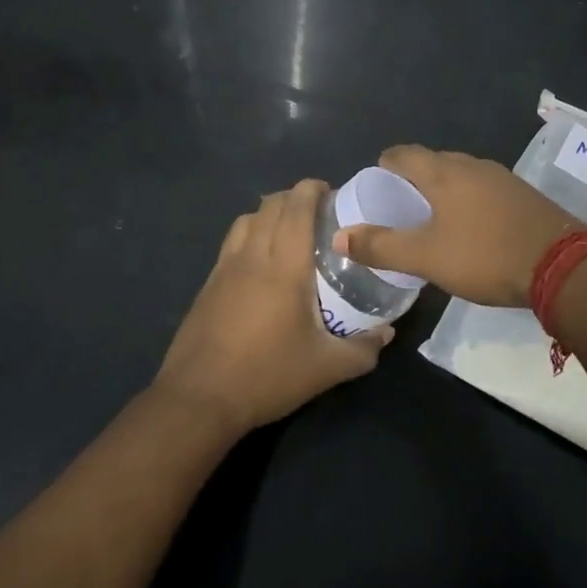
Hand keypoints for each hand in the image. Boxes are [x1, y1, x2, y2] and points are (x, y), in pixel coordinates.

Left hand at [154, 180, 389, 433]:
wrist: (199, 398)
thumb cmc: (267, 375)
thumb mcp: (326, 369)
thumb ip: (363, 349)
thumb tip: (387, 333)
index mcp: (284, 266)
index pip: (297, 208)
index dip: (312, 189)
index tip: (331, 192)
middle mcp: (253, 255)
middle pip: (271, 205)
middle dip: (294, 197)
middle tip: (318, 212)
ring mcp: (225, 267)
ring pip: (247, 219)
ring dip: (269, 212)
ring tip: (289, 230)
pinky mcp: (208, 283)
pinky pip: (231, 241)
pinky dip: (250, 234)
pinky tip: (260, 262)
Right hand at [332, 146, 578, 307]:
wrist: (562, 267)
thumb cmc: (485, 256)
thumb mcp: (426, 257)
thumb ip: (381, 246)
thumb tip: (339, 236)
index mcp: (443, 172)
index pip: (402, 154)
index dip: (383, 167)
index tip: (375, 190)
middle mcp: (472, 165)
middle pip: (431, 162)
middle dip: (412, 181)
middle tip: (399, 211)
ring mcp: (501, 178)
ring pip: (459, 176)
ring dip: (441, 192)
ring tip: (432, 221)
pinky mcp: (522, 195)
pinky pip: (483, 189)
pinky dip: (467, 201)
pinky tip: (471, 229)